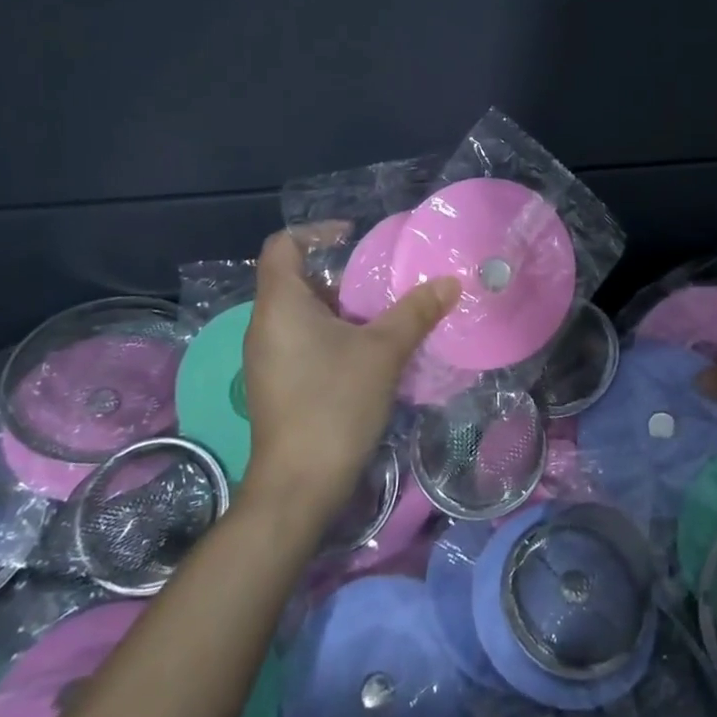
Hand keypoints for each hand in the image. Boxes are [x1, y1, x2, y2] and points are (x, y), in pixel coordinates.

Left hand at [238, 231, 458, 523]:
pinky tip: (368, 353)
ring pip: (302, 314)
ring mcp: (267, 357)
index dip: (317, 232)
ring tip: (383, 314)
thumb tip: (451, 282)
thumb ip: (416, 311)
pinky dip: (332, 334)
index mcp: (280, 305)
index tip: (355, 238)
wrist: (299, 484)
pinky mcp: (276, 384)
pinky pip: (302, 341)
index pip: (283, 246)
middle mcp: (265, 325)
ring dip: (341, 308)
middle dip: (340, 275)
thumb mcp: (384, 351)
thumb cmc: (335, 403)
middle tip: (382, 281)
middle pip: (296, 279)